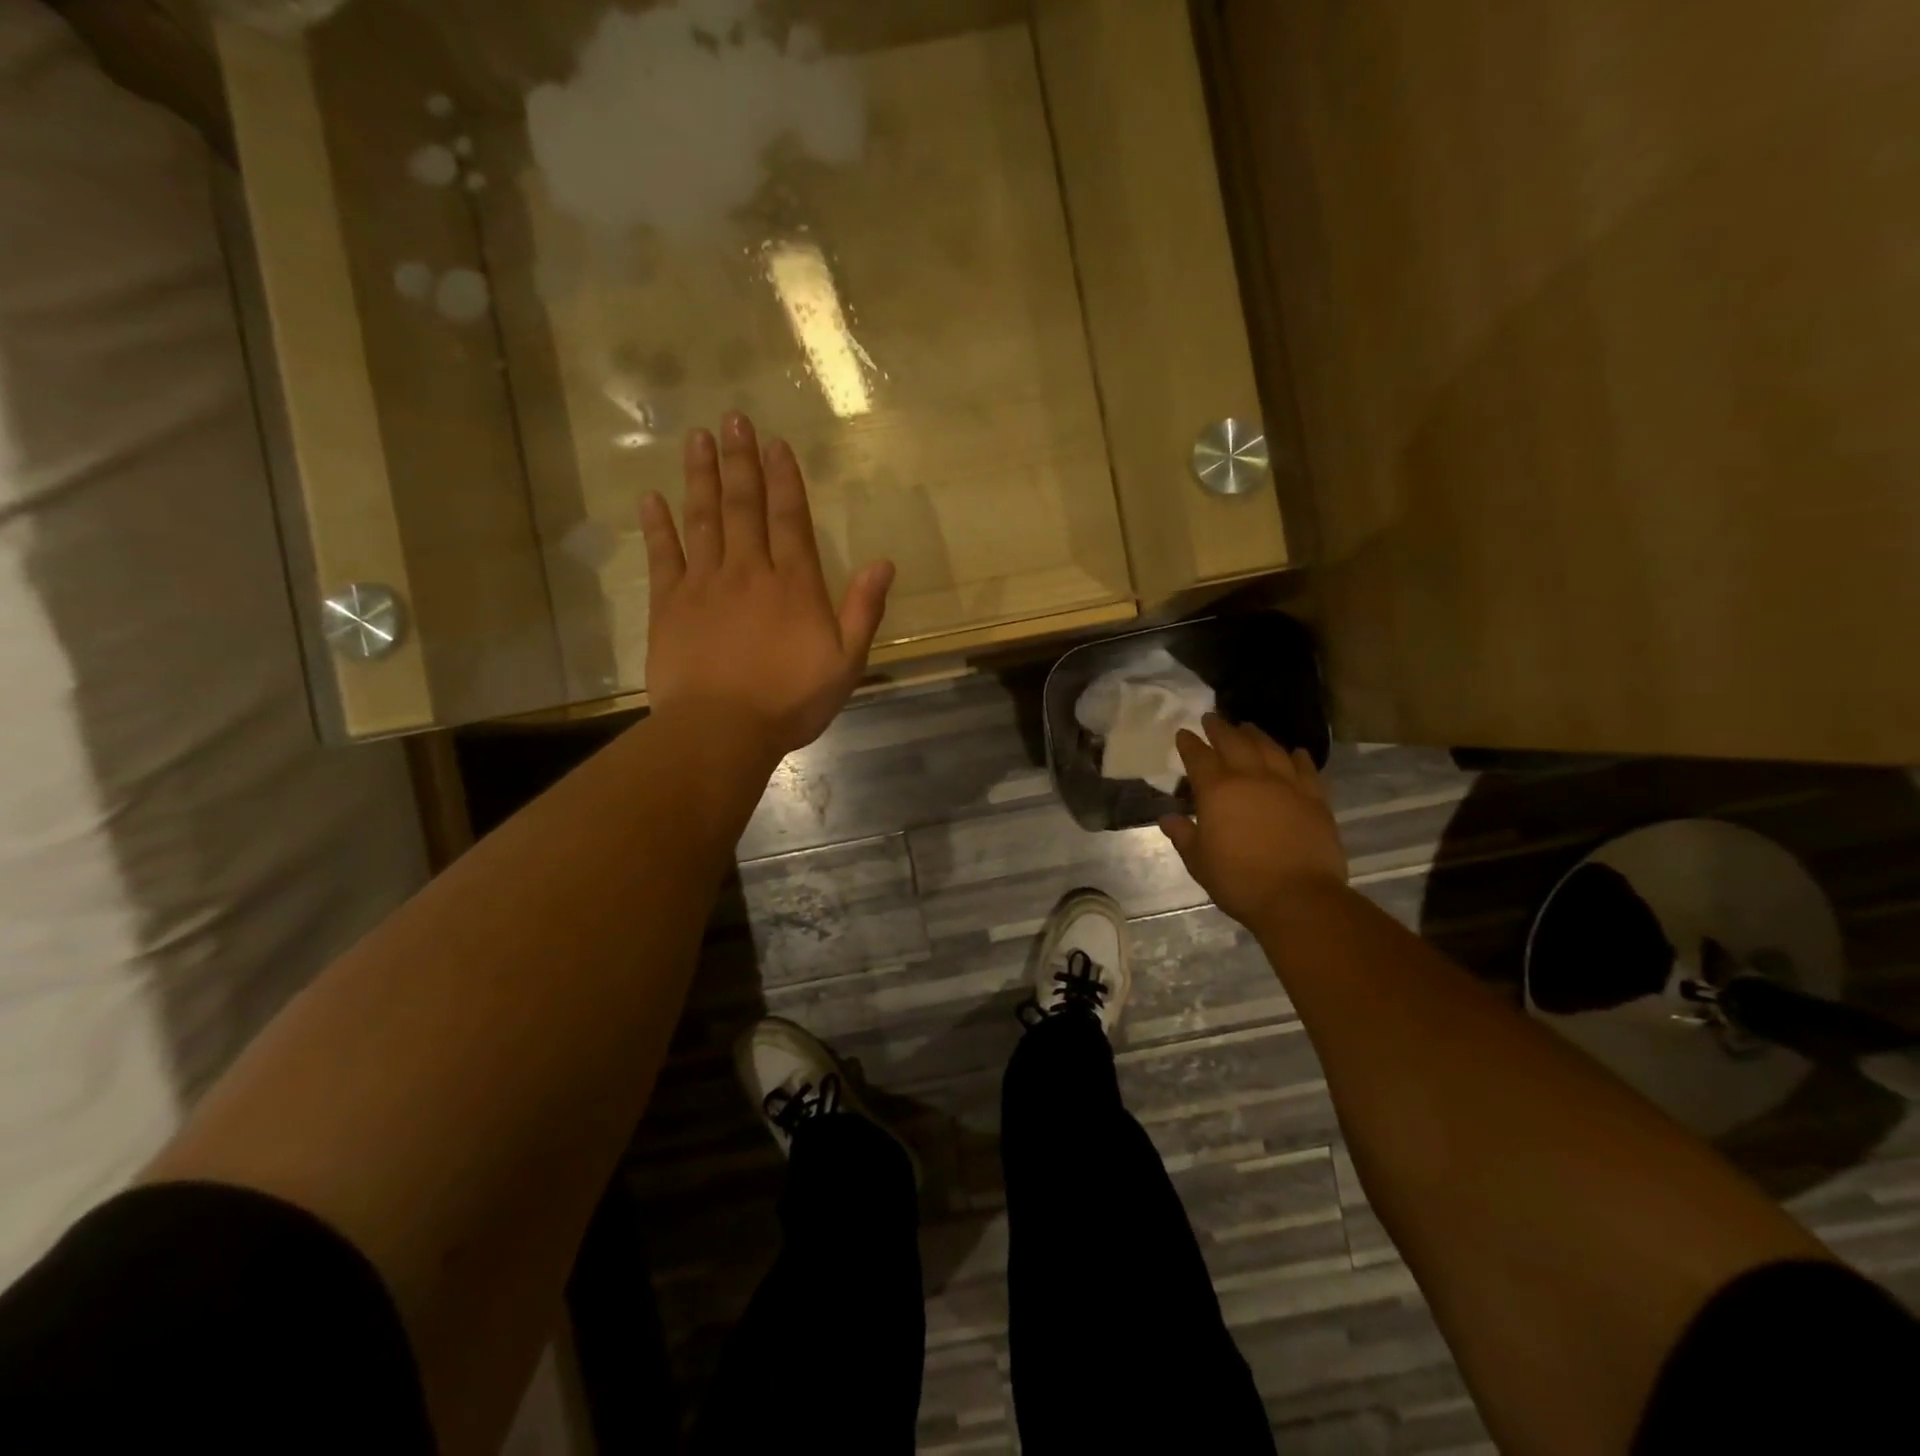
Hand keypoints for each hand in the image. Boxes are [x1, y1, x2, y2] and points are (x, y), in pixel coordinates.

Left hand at [640, 414, 893, 759]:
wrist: (721, 729)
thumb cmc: (790, 701)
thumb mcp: (846, 662)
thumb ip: (864, 610)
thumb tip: (884, 562)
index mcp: (794, 584)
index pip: (790, 519)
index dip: (784, 479)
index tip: (775, 443)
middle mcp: (748, 571)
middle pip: (743, 506)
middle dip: (740, 461)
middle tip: (732, 419)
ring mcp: (704, 584)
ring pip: (702, 519)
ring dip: (700, 476)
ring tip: (698, 437)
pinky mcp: (669, 604)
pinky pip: (663, 556)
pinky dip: (657, 525)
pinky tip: (652, 498)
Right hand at [1159, 715, 1347, 928]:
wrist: (1298, 897)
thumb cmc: (1239, 881)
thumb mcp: (1199, 862)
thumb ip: (1184, 835)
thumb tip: (1169, 818)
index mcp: (1218, 791)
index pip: (1199, 758)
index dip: (1189, 744)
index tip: (1183, 733)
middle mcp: (1252, 778)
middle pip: (1235, 743)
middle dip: (1220, 728)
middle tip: (1212, 718)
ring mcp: (1287, 785)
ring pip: (1270, 749)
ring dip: (1256, 735)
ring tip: (1248, 727)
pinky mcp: (1315, 799)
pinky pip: (1306, 770)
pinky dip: (1298, 757)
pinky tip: (1295, 752)